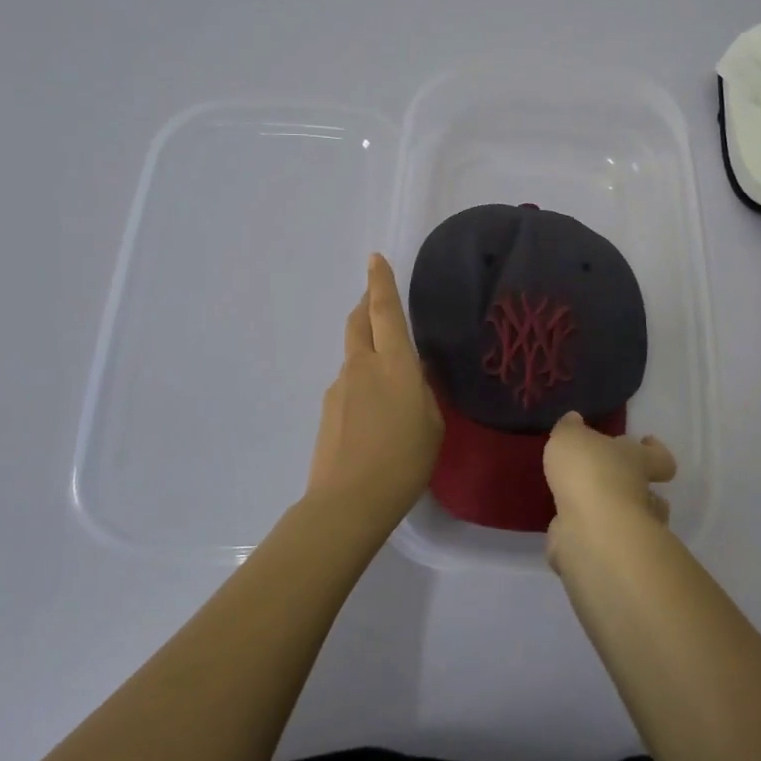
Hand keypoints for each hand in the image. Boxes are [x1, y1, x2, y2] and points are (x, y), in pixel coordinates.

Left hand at [307, 254, 443, 528]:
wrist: (348, 502)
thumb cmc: (404, 460)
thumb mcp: (432, 424)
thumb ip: (424, 392)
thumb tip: (416, 374)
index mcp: (394, 363)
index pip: (385, 310)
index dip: (380, 282)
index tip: (374, 258)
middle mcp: (362, 365)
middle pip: (358, 321)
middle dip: (366, 303)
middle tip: (376, 297)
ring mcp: (340, 387)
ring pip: (353, 353)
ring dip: (366, 347)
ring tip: (387, 375)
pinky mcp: (327, 410)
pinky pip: (348, 383)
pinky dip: (361, 382)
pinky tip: (373, 413)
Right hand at [543, 412, 676, 553]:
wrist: (591, 530)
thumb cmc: (588, 472)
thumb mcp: (570, 437)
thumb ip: (570, 429)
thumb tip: (574, 421)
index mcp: (637, 461)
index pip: (659, 457)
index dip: (655, 450)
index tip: (647, 441)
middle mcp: (640, 496)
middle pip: (652, 494)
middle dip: (637, 491)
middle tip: (612, 484)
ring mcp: (630, 531)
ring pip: (632, 523)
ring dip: (614, 518)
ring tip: (586, 510)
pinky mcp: (610, 557)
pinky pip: (602, 545)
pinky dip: (588, 540)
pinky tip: (567, 534)